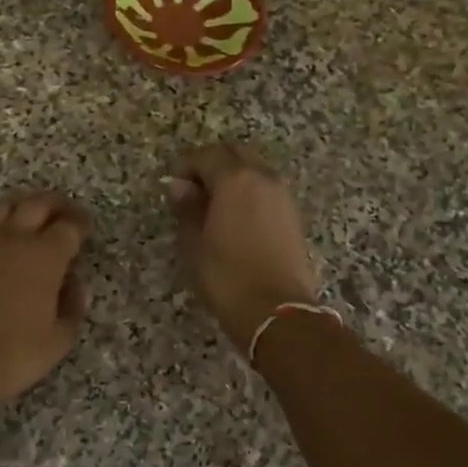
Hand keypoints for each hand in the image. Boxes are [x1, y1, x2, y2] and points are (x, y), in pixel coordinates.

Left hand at [0, 191, 91, 407]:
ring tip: (23, 214)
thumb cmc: (12, 355)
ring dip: (18, 205)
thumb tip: (74, 284)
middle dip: (55, 203)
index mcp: (45, 256)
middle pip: (37, 203)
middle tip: (62, 211)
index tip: (85, 228)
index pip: (70, 226)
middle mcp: (13, 238)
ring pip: (0, 206)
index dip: (81, 223)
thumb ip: (73, 307)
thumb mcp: (59, 339)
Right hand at [168, 144, 321, 350]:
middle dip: (212, 165)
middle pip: (235, 155)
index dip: (186, 166)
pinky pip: (266, 190)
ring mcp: (283, 196)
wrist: (279, 312)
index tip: (173, 186)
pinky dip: (249, 193)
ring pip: (254, 170)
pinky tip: (236, 219)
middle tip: (193, 190)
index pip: (207, 155)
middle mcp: (263, 178)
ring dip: (233, 178)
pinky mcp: (293, 216)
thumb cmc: (227, 276)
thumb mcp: (194, 243)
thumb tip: (180, 186)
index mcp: (235, 179)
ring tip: (213, 206)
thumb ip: (187, 208)